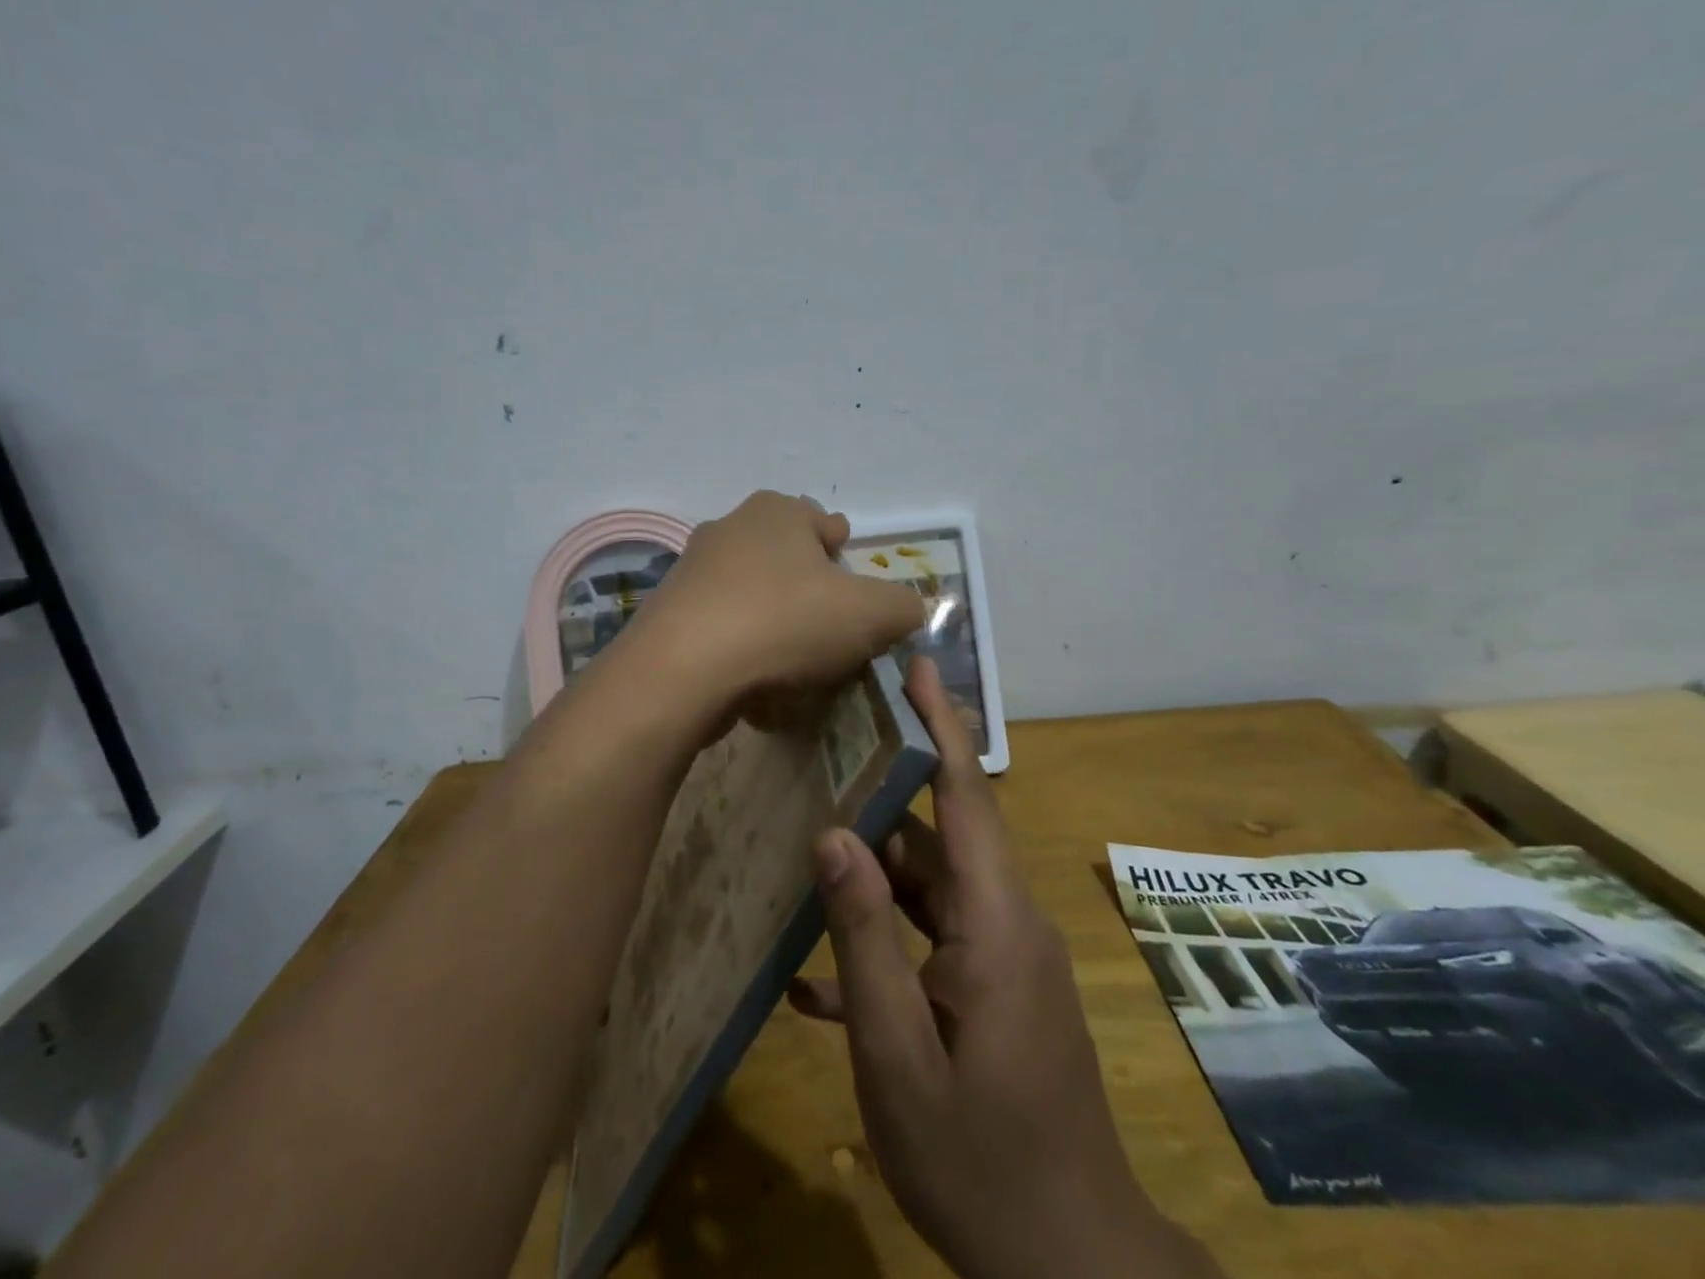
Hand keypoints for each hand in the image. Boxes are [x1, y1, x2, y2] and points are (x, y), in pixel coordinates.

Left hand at [622, 491, 923, 714]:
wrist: (684, 669)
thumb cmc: (786, 622)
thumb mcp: (871, 614)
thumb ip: (902, 606)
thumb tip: (905, 610)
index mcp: (777, 511)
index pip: (826, 526)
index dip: (847, 561)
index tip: (853, 598)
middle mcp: (730, 528)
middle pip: (787, 559)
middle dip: (810, 592)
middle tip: (828, 632)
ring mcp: (693, 570)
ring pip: (752, 593)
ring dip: (774, 621)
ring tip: (793, 664)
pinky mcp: (670, 612)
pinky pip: (722, 627)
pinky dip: (741, 648)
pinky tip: (754, 681)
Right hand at [789, 660, 1221, 1278]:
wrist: (1073, 1270)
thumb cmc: (981, 1162)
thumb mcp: (899, 1054)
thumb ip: (863, 937)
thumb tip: (833, 833)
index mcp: (995, 923)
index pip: (966, 793)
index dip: (942, 723)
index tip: (919, 664)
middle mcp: (1006, 923)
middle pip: (941, 832)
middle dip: (886, 786)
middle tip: (825, 743)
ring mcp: (1003, 959)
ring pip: (930, 884)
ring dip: (874, 865)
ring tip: (807, 835)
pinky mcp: (994, 990)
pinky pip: (931, 939)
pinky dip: (884, 939)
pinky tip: (817, 974)